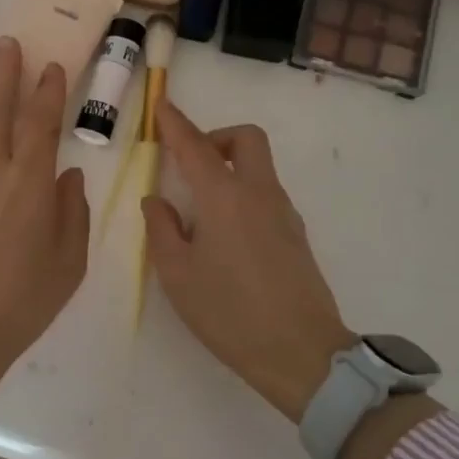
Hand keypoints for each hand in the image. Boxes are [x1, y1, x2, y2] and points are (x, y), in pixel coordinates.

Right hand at [141, 101, 352, 423]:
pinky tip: (225, 234)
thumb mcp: (177, 274)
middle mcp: (258, 193)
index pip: (195, 146)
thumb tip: (156, 201)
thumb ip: (162, 229)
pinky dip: (243, 193)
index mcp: (224, 198)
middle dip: (216, 138)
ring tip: (200, 210)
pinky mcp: (296, 234)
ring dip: (230, 167)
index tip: (161, 105)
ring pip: (259, 166)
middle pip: (245, 140)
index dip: (175, 123)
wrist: (301, 353)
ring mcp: (284, 212)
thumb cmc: (229, 313)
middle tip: (189, 163)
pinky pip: (266, 194)